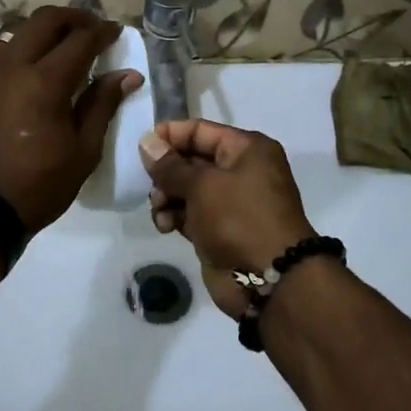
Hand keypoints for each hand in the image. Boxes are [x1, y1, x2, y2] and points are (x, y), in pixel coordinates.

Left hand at [0, 7, 141, 233]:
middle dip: (72, 18)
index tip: (115, 32)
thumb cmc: (39, 184)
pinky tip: (29, 70)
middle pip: (43, 20)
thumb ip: (102, 105)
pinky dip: (19, 50)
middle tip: (90, 29)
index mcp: (45, 81)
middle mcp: (12, 66)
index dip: (102, 31)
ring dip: (41, 31)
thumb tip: (127, 74)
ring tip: (59, 47)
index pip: (80, 40)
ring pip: (16, 32)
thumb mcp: (83, 150)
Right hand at [138, 120, 316, 318]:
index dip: (170, 136)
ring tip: (160, 209)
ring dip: (166, 196)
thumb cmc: (239, 219)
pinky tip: (165, 225)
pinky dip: (174, 216)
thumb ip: (170, 165)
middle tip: (150, 185)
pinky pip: (189, 213)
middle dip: (166, 172)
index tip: (142, 147)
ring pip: (186, 189)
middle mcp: (241, 171)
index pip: (200, 131)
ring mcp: (230, 202)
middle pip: (191, 160)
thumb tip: (146, 142)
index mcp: (247, 150)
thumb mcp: (202, 185)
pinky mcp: (219, 229)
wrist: (269, 279)